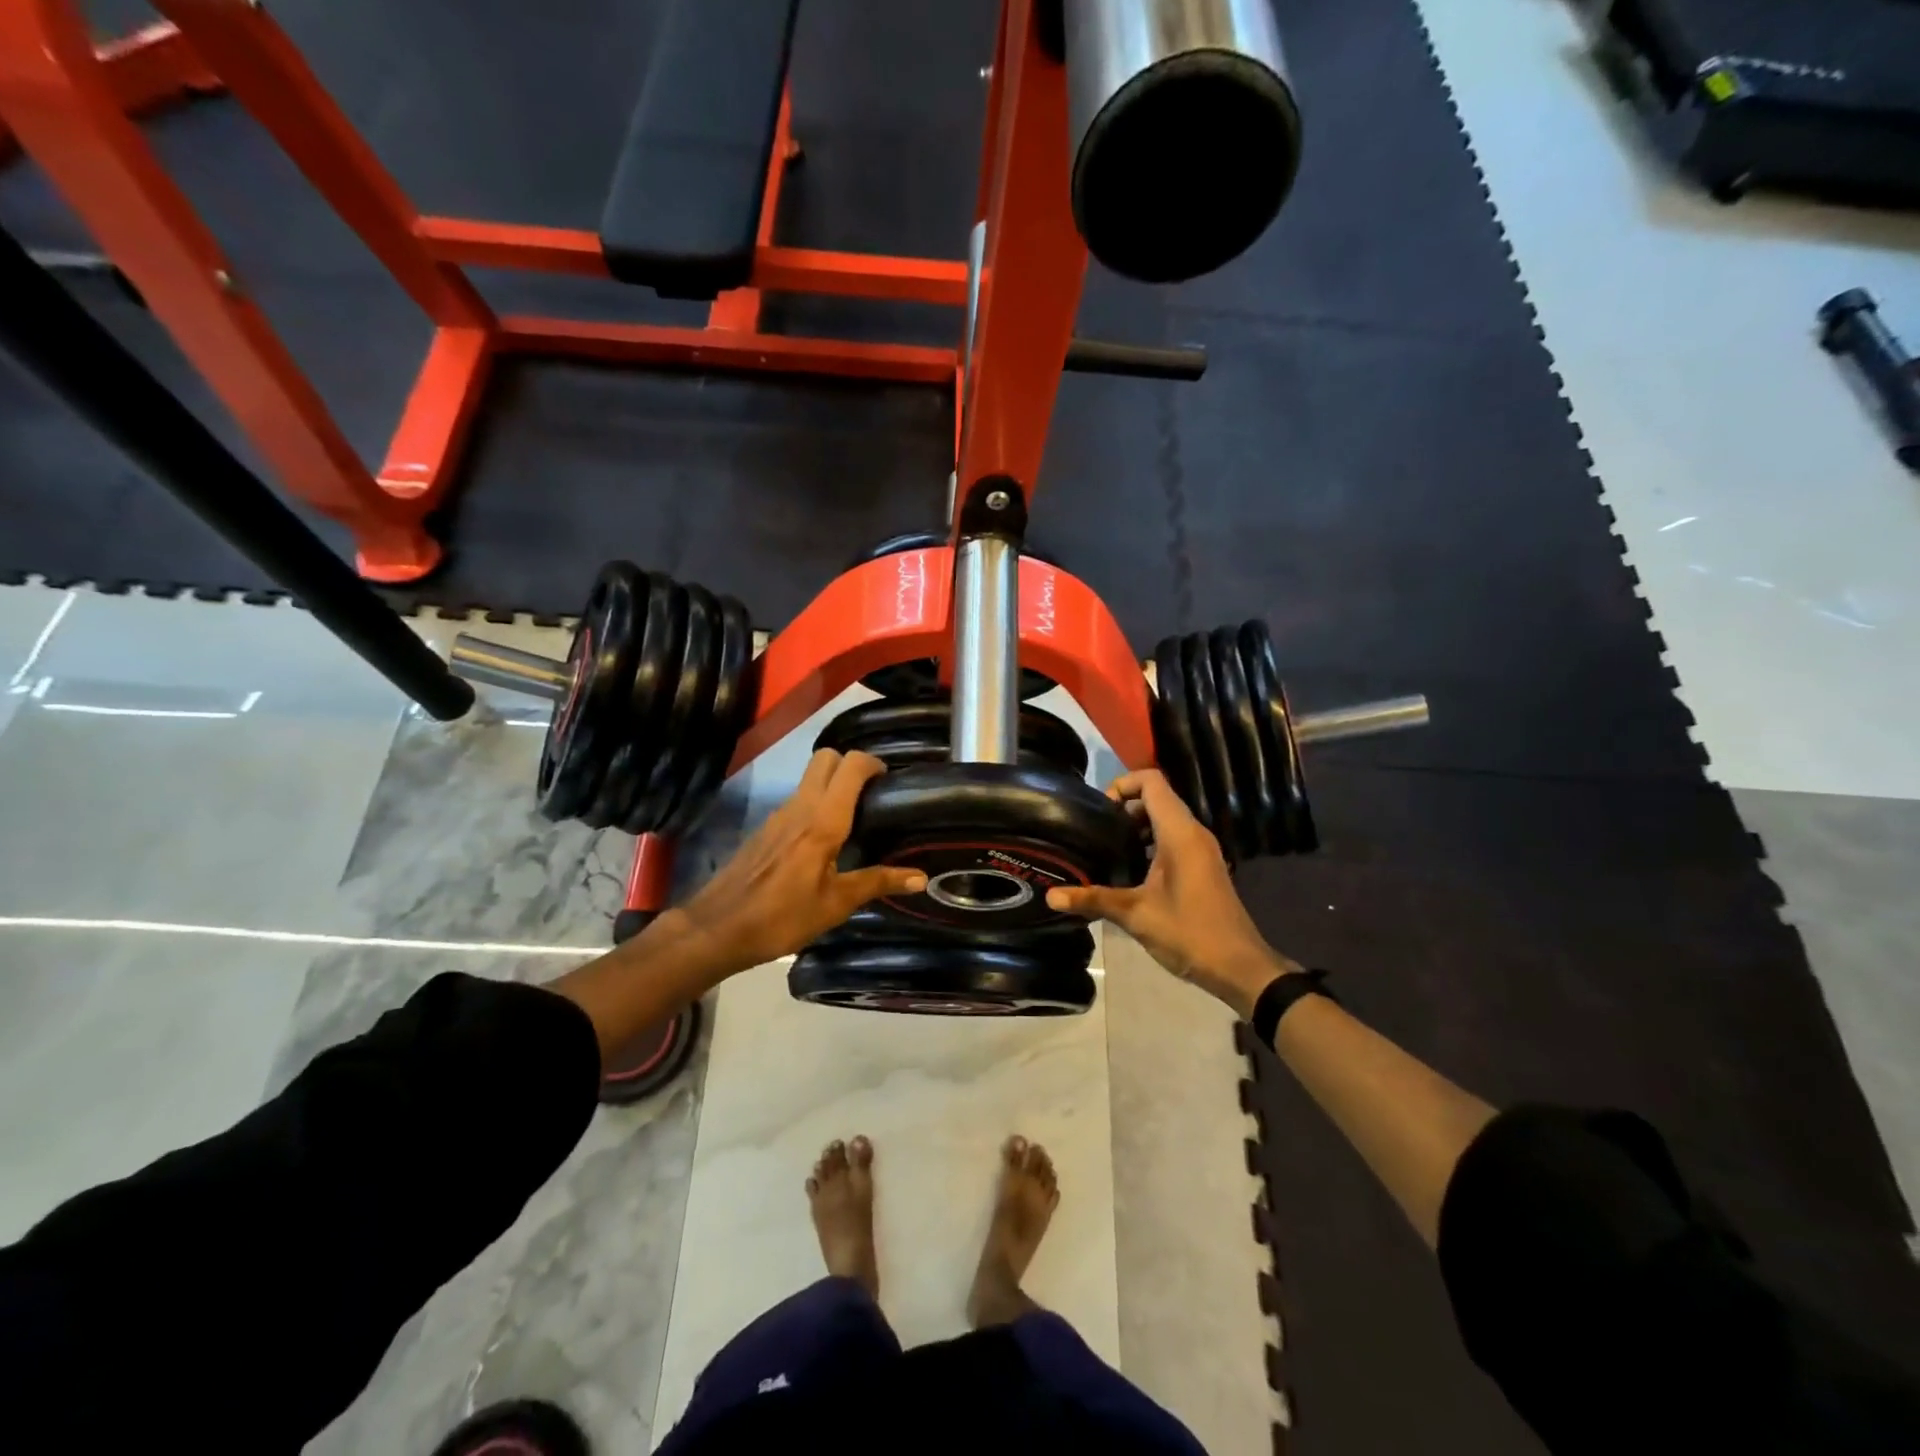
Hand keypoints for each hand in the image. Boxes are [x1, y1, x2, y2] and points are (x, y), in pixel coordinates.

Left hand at [666, 749, 926, 978]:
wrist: (717, 929)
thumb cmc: (782, 917)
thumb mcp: (836, 904)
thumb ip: (878, 882)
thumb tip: (921, 876)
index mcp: (823, 820)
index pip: (851, 765)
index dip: (874, 764)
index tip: (889, 783)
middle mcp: (800, 806)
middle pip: (827, 758)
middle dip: (851, 765)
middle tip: (871, 795)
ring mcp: (778, 814)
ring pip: (810, 778)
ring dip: (833, 785)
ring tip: (855, 818)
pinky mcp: (765, 828)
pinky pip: (797, 801)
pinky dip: (815, 805)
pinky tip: (824, 841)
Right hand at [1046, 770, 1297, 1016]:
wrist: (1240, 968)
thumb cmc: (1190, 934)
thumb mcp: (1136, 916)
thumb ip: (1093, 899)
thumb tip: (1050, 897)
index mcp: (1180, 833)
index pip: (1151, 781)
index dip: (1121, 784)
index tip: (1098, 811)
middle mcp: (1193, 832)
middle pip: (1156, 797)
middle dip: (1123, 808)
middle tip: (1095, 833)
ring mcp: (1201, 848)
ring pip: (1165, 818)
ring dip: (1135, 827)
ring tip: (1106, 850)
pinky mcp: (1203, 865)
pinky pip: (1173, 838)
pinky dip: (1150, 842)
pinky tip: (1129, 870)